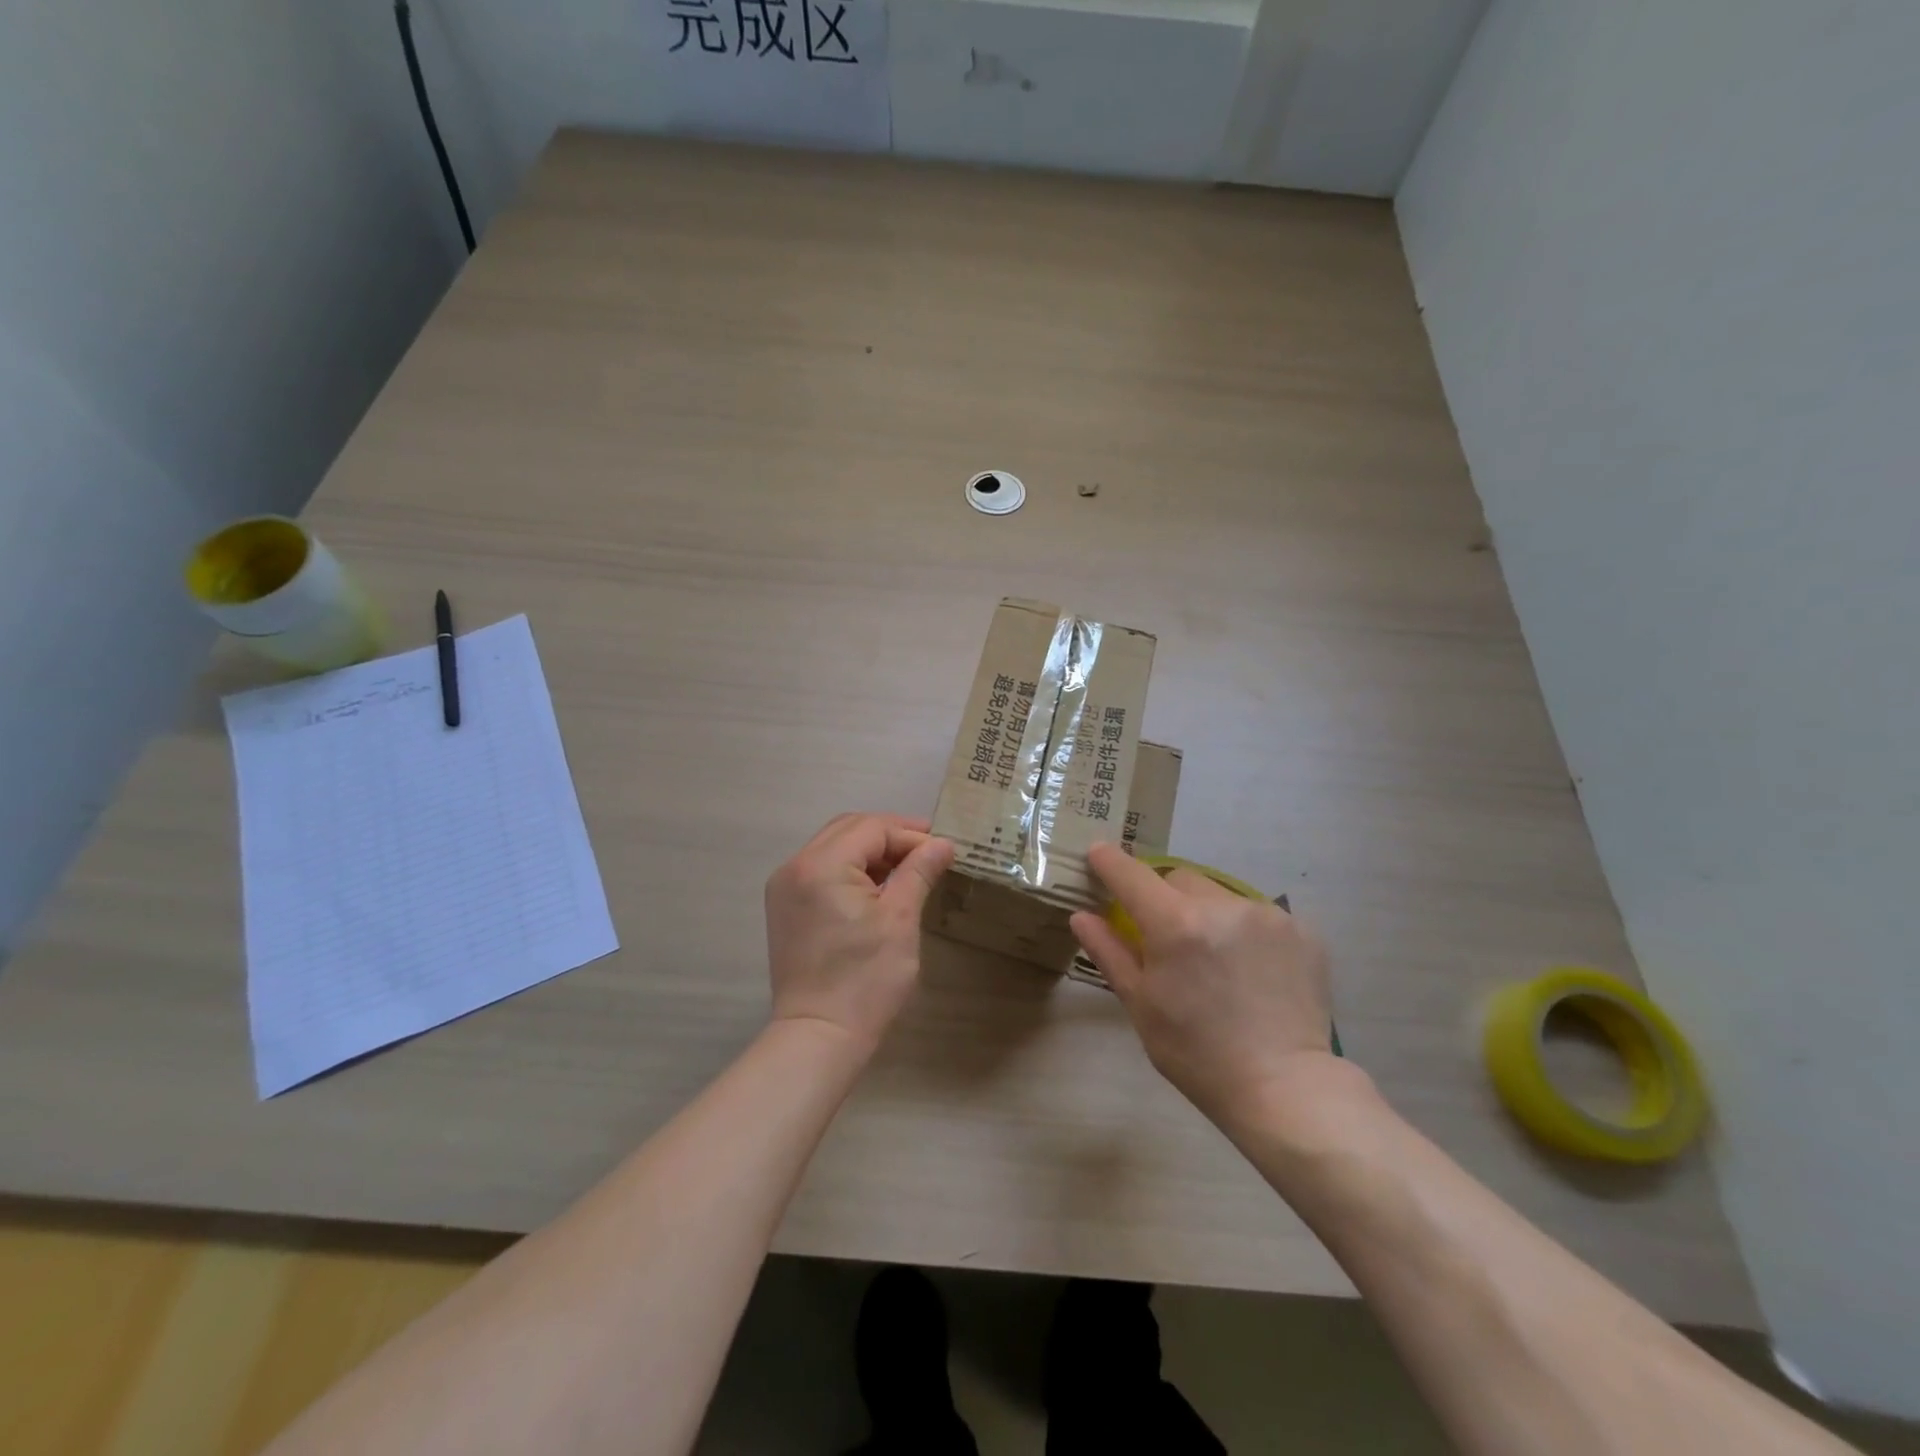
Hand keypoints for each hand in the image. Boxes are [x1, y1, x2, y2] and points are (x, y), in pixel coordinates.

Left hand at [765, 813, 954, 1055]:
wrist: (819, 1036)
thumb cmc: (866, 979)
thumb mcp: (900, 919)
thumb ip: (918, 872)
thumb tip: (943, 843)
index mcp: (821, 864)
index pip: (872, 828)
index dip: (910, 834)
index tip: (944, 849)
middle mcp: (795, 866)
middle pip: (849, 828)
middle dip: (890, 835)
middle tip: (929, 851)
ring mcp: (785, 886)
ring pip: (834, 846)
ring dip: (871, 851)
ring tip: (908, 868)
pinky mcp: (785, 907)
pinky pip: (821, 869)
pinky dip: (851, 869)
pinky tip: (878, 886)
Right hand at [1071, 843, 1338, 1122]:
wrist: (1284, 1088)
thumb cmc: (1197, 1054)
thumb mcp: (1141, 1005)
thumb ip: (1109, 952)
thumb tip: (1081, 915)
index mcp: (1175, 924)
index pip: (1131, 874)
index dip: (1109, 861)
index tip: (1098, 855)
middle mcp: (1221, 906)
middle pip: (1178, 879)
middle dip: (1164, 898)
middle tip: (1168, 940)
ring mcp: (1266, 914)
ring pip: (1219, 894)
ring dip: (1207, 913)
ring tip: (1216, 961)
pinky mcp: (1301, 929)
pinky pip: (1257, 914)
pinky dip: (1245, 931)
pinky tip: (1252, 970)